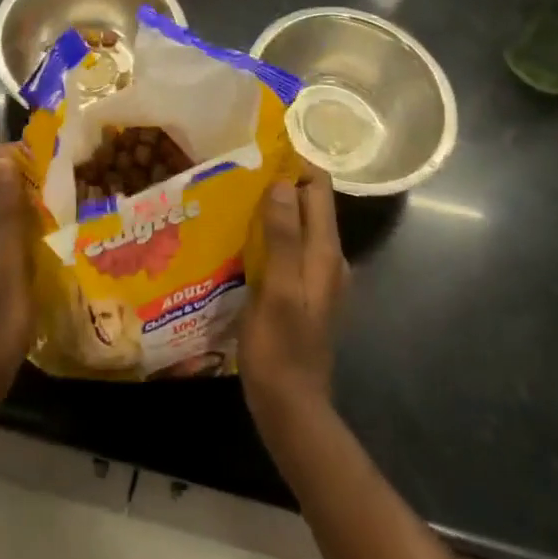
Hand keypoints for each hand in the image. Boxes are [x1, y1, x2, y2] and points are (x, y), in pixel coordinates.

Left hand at [0, 143, 34, 410]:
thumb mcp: (9, 270)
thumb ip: (9, 214)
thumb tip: (7, 160)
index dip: (21, 155)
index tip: (56, 164)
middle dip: (23, 174)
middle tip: (63, 185)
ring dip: (19, 197)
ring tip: (56, 207)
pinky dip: (10, 218)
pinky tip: (37, 234)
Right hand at [240, 170, 348, 430]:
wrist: (291, 410)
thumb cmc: (282, 349)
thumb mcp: (279, 290)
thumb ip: (283, 237)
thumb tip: (282, 182)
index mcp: (325, 253)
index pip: (319, 189)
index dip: (295, 163)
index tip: (260, 148)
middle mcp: (327, 259)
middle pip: (308, 204)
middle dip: (278, 182)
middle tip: (236, 169)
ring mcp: (315, 277)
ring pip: (295, 225)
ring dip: (270, 208)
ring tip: (231, 194)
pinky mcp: (300, 291)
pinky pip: (286, 247)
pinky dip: (267, 233)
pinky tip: (237, 236)